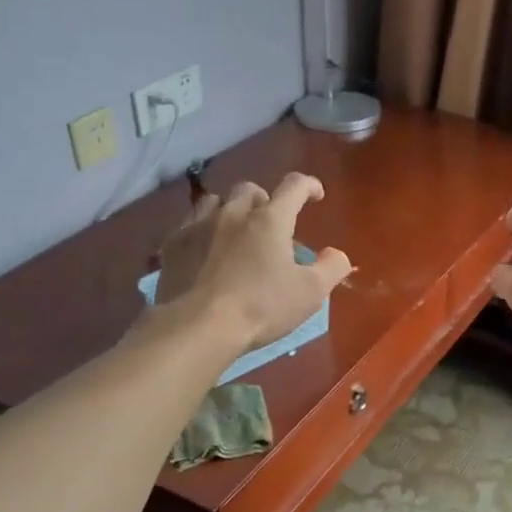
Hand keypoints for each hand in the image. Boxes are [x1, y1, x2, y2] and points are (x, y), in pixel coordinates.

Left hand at [154, 172, 352, 349]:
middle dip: (264, 201)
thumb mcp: (310, 293)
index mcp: (270, 219)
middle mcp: (234, 212)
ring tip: (235, 231)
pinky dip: (202, 229)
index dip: (308, 186)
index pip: (294, 186)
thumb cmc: (261, 307)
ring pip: (216, 201)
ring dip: (230, 210)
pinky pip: (189, 223)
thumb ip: (331, 268)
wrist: (198, 326)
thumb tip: (337, 254)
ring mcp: (199, 225)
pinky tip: (204, 248)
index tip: (316, 195)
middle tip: (271, 224)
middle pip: (250, 190)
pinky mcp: (173, 244)